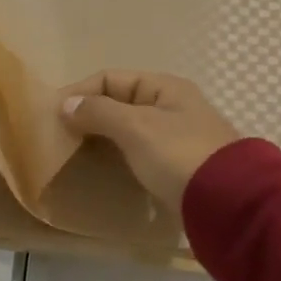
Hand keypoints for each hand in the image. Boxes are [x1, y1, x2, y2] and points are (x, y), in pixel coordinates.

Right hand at [59, 70, 240, 209]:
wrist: (228, 202)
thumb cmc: (178, 155)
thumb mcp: (135, 127)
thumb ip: (99, 112)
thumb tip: (66, 104)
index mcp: (164, 87)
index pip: (110, 78)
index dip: (80, 92)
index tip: (52, 114)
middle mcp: (172, 106)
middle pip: (119, 103)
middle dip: (88, 116)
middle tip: (58, 136)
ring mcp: (177, 138)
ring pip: (128, 130)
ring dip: (102, 138)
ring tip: (74, 154)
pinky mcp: (178, 167)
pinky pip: (138, 153)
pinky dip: (118, 156)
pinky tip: (102, 169)